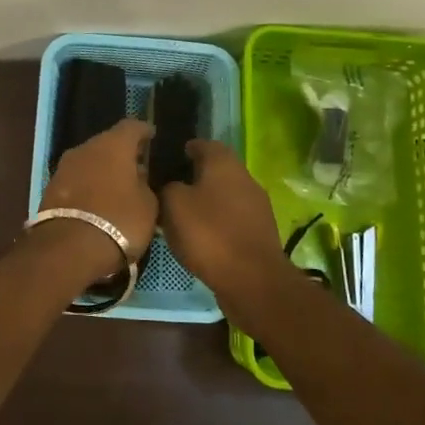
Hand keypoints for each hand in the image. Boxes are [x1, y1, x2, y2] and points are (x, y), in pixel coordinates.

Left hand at [40, 119, 157, 264]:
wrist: (69, 248)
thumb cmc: (119, 221)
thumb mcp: (147, 205)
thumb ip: (144, 184)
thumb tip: (137, 176)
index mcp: (113, 145)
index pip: (131, 126)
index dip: (143, 131)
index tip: (151, 136)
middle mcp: (86, 148)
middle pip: (107, 142)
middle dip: (121, 153)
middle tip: (135, 166)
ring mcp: (64, 167)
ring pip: (89, 161)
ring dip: (102, 170)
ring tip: (116, 186)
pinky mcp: (50, 188)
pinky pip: (76, 180)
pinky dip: (87, 185)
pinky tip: (97, 200)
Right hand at [159, 140, 292, 317]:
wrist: (252, 280)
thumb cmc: (209, 234)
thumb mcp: (173, 205)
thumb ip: (168, 187)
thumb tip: (172, 186)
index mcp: (224, 163)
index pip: (203, 144)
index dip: (183, 150)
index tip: (165, 161)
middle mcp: (244, 178)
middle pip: (215, 170)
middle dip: (193, 177)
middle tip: (168, 191)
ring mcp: (256, 206)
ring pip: (224, 195)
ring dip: (205, 202)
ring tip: (181, 216)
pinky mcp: (259, 232)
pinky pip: (232, 219)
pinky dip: (216, 223)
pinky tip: (200, 238)